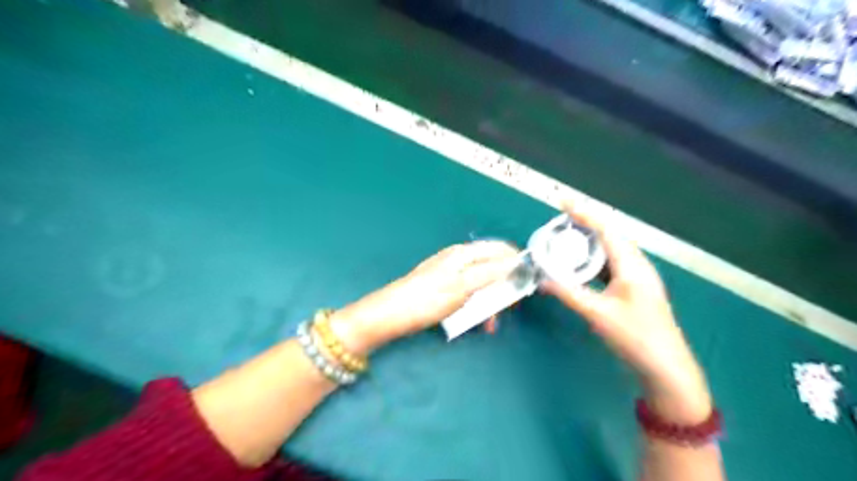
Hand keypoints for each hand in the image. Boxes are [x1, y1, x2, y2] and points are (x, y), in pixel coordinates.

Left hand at [329, 243, 517, 354]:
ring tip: (492, 321)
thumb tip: (514, 261)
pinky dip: (477, 305)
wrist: (393, 314)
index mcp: (464, 254)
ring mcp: (451, 273)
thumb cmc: (428, 299)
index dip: (515, 261)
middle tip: (510, 306)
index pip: (498, 249)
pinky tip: (478, 320)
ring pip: (481, 283)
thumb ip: (489, 272)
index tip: (528, 279)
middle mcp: (458, 259)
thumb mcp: (463, 285)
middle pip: (491, 266)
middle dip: (503, 285)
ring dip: (490, 300)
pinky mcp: (445, 288)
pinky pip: (469, 293)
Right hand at [544, 201, 713, 421]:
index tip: (564, 202)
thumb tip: (543, 280)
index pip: (605, 230)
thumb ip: (570, 294)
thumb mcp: (598, 314)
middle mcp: (636, 265)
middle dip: (585, 224)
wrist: (666, 367)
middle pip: (610, 235)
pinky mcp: (634, 288)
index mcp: (631, 266)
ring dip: (590, 241)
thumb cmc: (636, 337)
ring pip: (611, 249)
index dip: (584, 213)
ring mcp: (637, 277)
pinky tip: (582, 263)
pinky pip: (611, 264)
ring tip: (567, 237)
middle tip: (560, 220)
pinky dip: (594, 258)